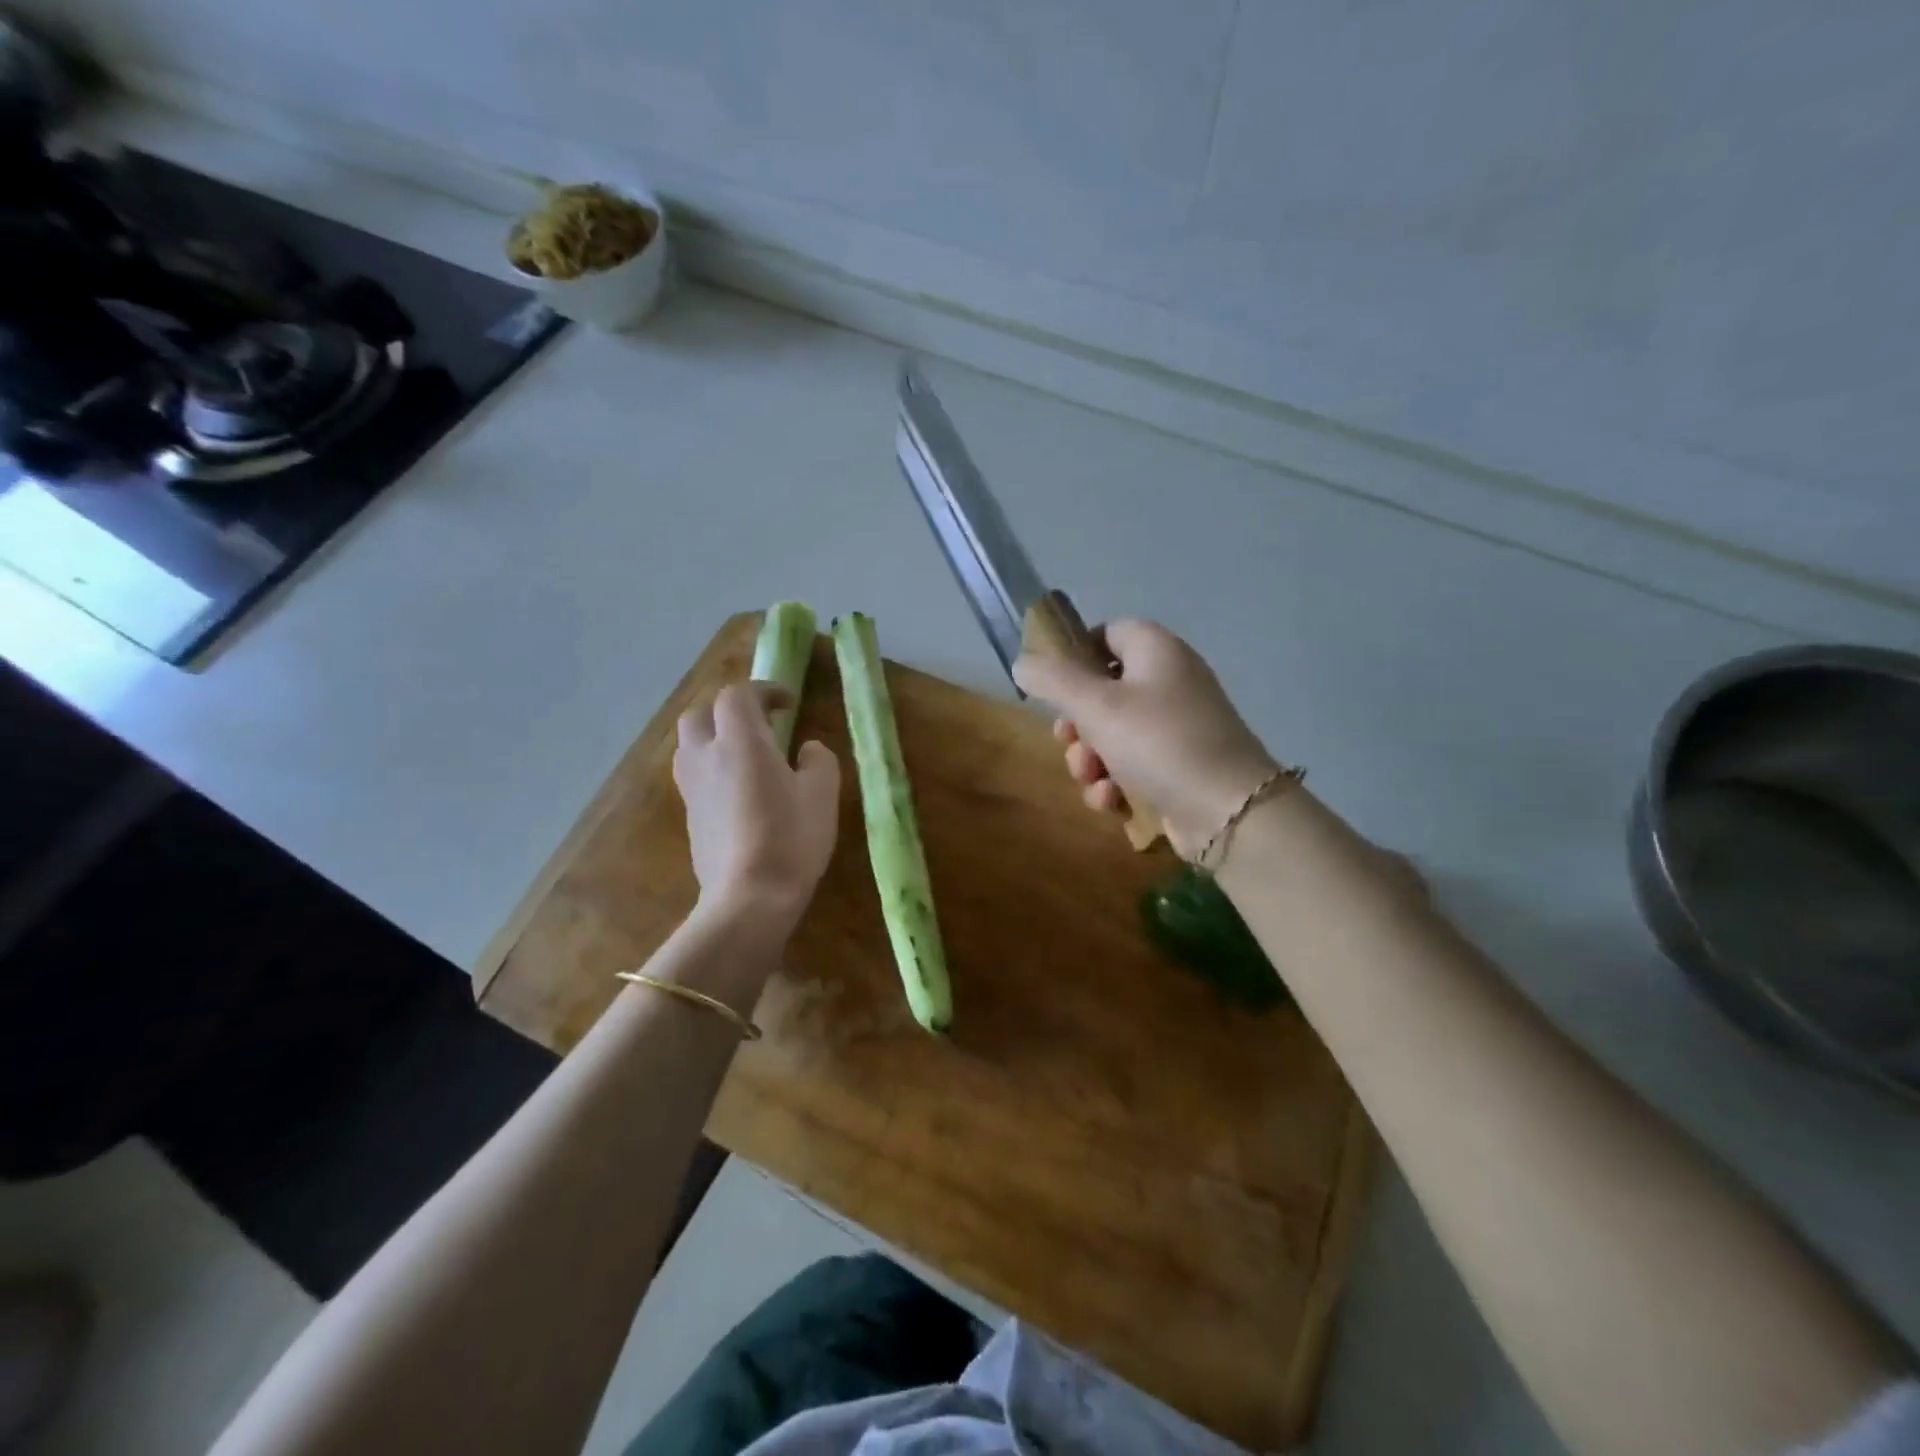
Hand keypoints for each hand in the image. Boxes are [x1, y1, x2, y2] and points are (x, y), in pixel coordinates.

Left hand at [674, 682, 839, 935]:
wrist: (749, 899)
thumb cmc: (791, 838)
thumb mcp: (822, 794)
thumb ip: (818, 760)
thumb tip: (805, 750)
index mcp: (740, 742)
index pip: (738, 695)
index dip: (764, 690)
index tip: (789, 704)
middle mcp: (706, 757)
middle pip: (700, 714)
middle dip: (727, 711)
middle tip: (760, 724)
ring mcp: (692, 790)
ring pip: (690, 746)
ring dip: (714, 739)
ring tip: (746, 756)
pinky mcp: (689, 818)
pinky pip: (695, 777)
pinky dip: (713, 769)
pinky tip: (739, 792)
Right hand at [1013, 620, 1278, 858]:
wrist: (1228, 810)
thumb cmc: (1158, 742)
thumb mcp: (1096, 705)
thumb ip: (1053, 680)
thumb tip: (1022, 663)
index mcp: (1157, 651)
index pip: (1109, 633)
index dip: (1075, 654)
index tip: (1051, 684)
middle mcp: (1170, 682)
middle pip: (1105, 690)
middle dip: (1077, 723)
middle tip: (1065, 740)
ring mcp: (1177, 728)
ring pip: (1113, 735)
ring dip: (1090, 759)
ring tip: (1090, 778)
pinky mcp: (1179, 768)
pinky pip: (1133, 766)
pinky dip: (1116, 782)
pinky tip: (1111, 801)